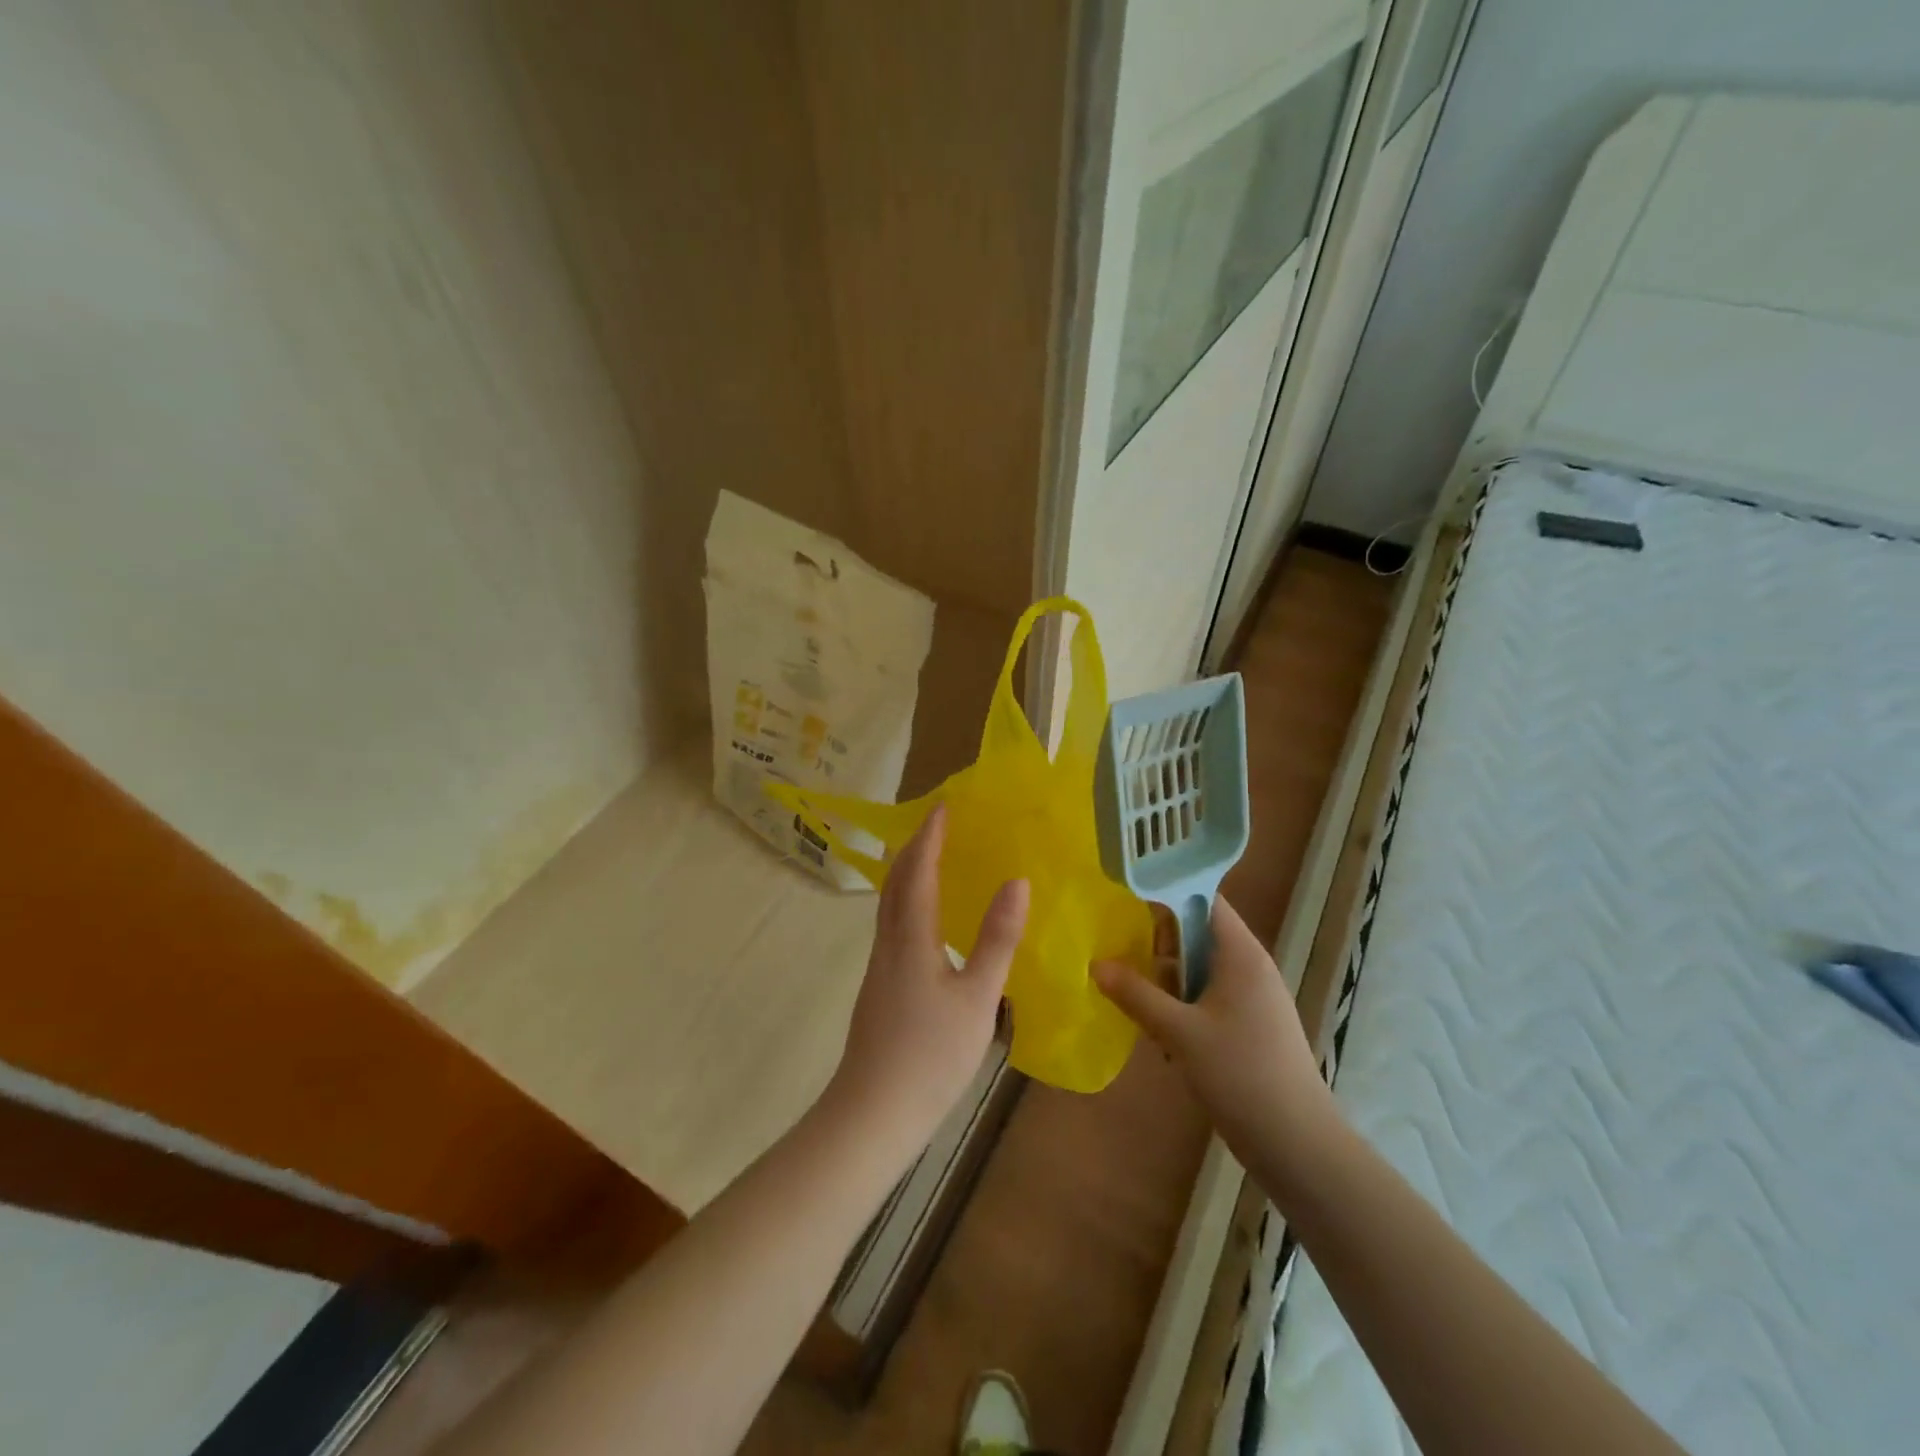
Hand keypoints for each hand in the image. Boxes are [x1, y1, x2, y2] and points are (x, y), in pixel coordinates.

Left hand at [828, 804, 1027, 1146]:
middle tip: (937, 824)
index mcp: (911, 937)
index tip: (943, 806)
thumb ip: (997, 939)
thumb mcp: (978, 997)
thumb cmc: (930, 1055)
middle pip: (895, 881)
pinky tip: (925, 919)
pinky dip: (907, 901)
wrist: (874, 1112)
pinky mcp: (879, 987)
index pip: (918, 872)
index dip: (930, 837)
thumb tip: (1017, 881)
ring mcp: (879, 966)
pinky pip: (892, 924)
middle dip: (914, 847)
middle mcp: (889, 943)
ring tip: (931, 859)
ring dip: (907, 873)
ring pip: (889, 904)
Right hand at [1093, 896, 1334, 1185]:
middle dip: (1159, 944)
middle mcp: (1249, 966)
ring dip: (1167, 981)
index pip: (1204, 899)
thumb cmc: (1240, 1075)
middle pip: (1196, 933)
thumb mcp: (1179, 1032)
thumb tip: (1096, 964)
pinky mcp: (1248, 1025)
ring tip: (1136, 1001)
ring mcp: (1251, 997)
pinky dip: (1182, 1006)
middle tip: (1123, 956)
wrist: (1298, 1145)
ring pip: (1198, 969)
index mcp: (1240, 953)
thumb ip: (1136, 994)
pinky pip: (1207, 997)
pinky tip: (1161, 1034)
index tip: (1126, 900)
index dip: (1167, 893)